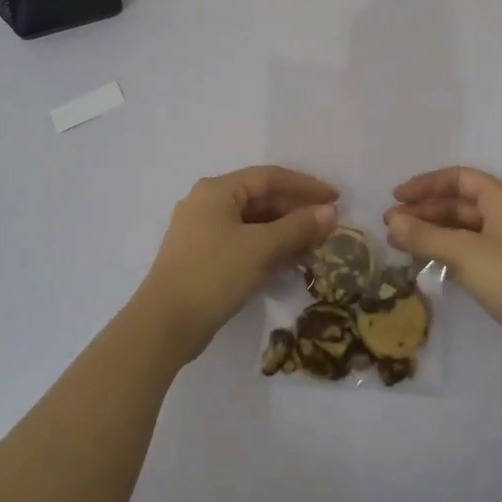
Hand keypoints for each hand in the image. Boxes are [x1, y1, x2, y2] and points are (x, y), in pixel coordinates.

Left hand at [137, 166, 338, 363]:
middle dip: (296, 211)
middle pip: (260, 198)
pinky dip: (268, 247)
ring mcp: (201, 231)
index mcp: (217, 190)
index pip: (269, 177)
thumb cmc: (214, 274)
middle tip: (329, 224)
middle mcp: (207, 203)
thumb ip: (298, 227)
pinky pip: (243, 242)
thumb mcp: (261, 248)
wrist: (164, 325)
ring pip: (253, 222)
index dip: (305, 186)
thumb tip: (330, 212)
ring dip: (285, 231)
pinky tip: (289, 261)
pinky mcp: (202, 257)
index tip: (336, 198)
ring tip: (315, 244)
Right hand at [385, 166, 501, 367]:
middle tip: (390, 226)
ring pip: (461, 230)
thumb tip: (392, 222)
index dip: (425, 184)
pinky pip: (468, 251)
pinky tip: (422, 263)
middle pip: (458, 204)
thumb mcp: (464, 253)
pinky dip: (444, 253)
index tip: (396, 197)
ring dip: (430, 234)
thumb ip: (425, 236)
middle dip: (423, 212)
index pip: (459, 178)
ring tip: (398, 245)